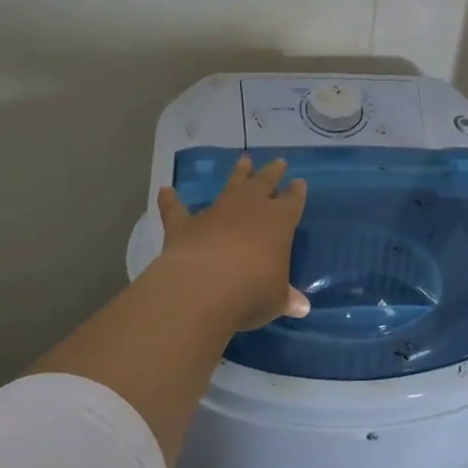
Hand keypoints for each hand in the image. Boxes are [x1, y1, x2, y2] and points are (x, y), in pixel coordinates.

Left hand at [152, 153, 309, 331]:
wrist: (203, 287)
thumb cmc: (252, 292)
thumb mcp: (276, 299)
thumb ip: (286, 298)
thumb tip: (301, 307)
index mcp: (279, 223)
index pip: (292, 202)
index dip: (297, 193)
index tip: (300, 182)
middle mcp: (249, 209)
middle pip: (264, 183)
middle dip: (272, 173)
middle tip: (279, 161)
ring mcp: (216, 213)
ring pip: (230, 186)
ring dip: (237, 174)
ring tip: (244, 160)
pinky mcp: (185, 225)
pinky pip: (177, 209)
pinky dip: (170, 200)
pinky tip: (165, 190)